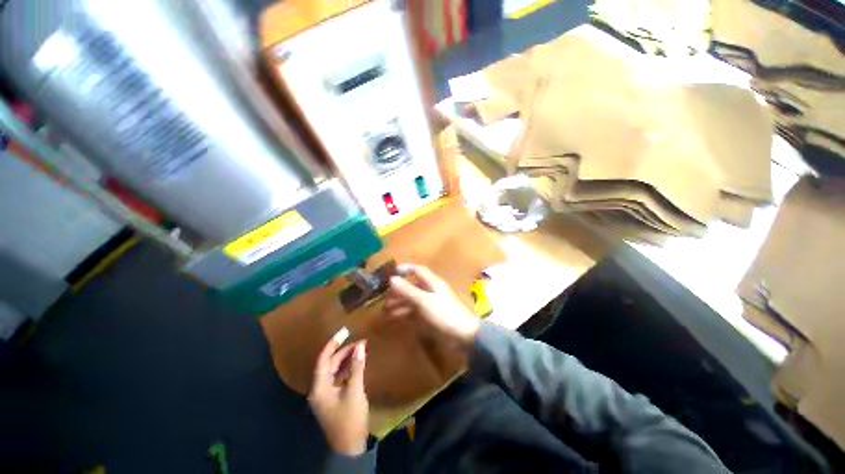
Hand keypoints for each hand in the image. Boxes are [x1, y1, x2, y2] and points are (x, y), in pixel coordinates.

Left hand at [308, 334, 368, 455]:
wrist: (350, 447)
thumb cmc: (350, 418)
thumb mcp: (354, 391)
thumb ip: (356, 367)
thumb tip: (360, 346)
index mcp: (319, 387)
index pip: (323, 360)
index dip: (333, 344)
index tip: (344, 331)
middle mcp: (319, 389)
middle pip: (330, 364)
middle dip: (344, 351)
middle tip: (360, 341)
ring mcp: (326, 394)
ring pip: (335, 371)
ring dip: (347, 359)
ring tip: (360, 349)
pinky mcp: (333, 398)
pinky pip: (339, 378)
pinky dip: (348, 369)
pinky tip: (357, 363)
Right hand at [385, 264, 480, 352]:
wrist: (464, 335)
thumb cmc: (444, 314)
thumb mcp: (424, 301)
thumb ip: (408, 290)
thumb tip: (392, 278)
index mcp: (432, 282)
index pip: (418, 270)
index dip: (406, 269)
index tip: (392, 272)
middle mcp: (432, 290)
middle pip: (413, 286)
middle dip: (399, 291)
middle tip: (385, 299)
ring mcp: (432, 304)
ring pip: (413, 300)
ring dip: (400, 304)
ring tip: (386, 312)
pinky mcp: (432, 316)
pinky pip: (416, 311)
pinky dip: (406, 313)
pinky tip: (397, 318)